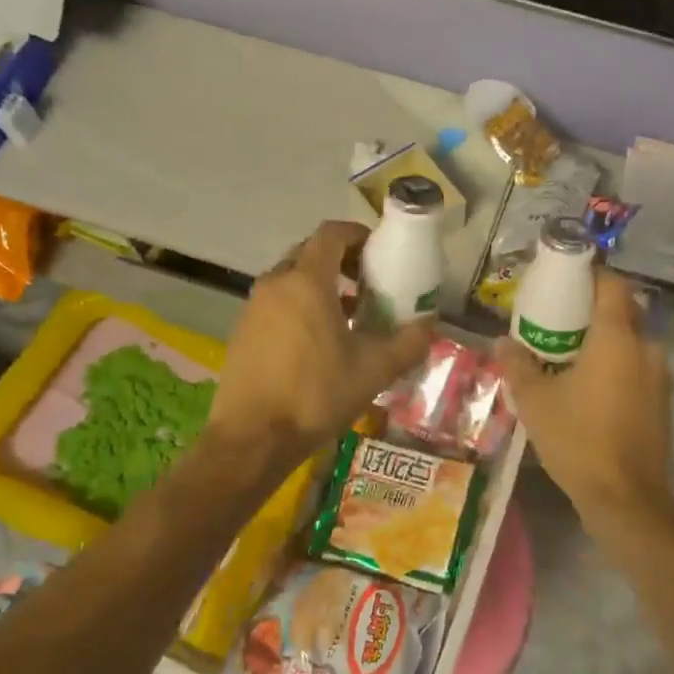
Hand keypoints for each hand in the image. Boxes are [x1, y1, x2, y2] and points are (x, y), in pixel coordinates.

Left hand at [207, 221, 433, 461]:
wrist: (252, 439)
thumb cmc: (316, 395)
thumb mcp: (374, 370)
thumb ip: (409, 342)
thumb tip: (431, 325)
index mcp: (308, 281)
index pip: (331, 234)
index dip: (357, 235)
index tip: (378, 253)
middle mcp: (276, 284)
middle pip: (310, 253)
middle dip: (340, 260)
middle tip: (367, 283)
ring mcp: (254, 307)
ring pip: (291, 278)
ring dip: (320, 285)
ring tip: (347, 314)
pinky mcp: (242, 331)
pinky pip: (276, 302)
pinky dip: (299, 306)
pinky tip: (317, 342)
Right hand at [496, 270, 673, 536]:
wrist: (627, 499)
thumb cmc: (579, 440)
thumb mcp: (535, 402)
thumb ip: (517, 365)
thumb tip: (501, 342)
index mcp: (617, 336)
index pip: (612, 283)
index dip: (590, 274)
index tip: (564, 279)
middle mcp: (646, 346)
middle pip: (623, 310)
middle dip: (593, 309)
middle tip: (560, 319)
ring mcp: (660, 375)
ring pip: (632, 341)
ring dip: (606, 340)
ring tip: (572, 355)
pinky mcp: (664, 401)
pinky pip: (639, 366)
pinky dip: (618, 365)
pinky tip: (593, 388)